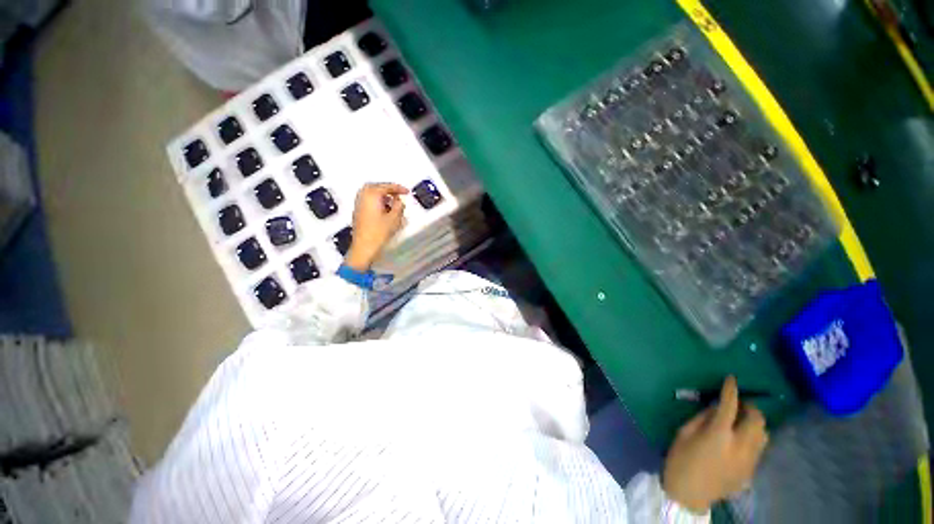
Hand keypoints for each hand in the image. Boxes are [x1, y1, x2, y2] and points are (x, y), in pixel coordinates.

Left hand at [345, 183, 408, 270]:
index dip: (399, 188)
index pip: (387, 186)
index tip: (407, 192)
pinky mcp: (358, 211)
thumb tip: (399, 201)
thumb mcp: (394, 218)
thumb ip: (399, 206)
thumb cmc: (379, 232)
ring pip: (371, 193)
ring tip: (393, 202)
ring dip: (382, 195)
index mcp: (372, 195)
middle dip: (389, 189)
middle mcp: (363, 196)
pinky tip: (384, 209)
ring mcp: (358, 203)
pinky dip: (377, 200)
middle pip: (377, 186)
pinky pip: (368, 199)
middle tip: (399, 194)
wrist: (364, 247)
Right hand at [662, 376, 768, 513]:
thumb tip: (716, 408)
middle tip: (739, 403)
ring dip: (755, 422)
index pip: (730, 406)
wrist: (689, 494)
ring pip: (764, 434)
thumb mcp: (684, 433)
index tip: (732, 379)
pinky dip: (754, 436)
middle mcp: (740, 445)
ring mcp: (749, 460)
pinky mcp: (751, 470)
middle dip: (750, 407)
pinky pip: (760, 447)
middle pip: (756, 420)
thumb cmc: (680, 459)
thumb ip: (702, 418)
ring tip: (743, 420)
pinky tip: (741, 438)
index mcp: (719, 434)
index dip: (731, 390)